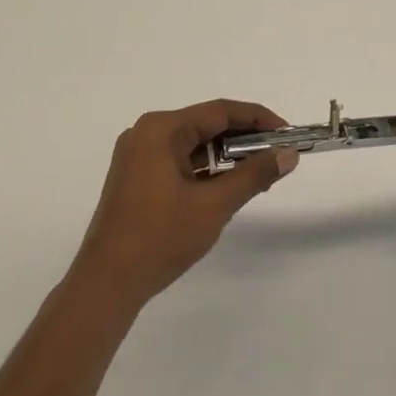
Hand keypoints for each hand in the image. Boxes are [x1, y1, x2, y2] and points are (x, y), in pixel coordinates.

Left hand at [70, 100, 296, 309]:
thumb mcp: (214, 205)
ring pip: (193, 144)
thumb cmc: (160, 238)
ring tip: (259, 174)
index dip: (258, 119)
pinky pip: (179, 161)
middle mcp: (146, 133)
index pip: (219, 111)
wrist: (106, 284)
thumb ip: (254, 175)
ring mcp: (138, 155)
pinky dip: (205, 170)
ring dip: (226, 157)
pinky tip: (228, 186)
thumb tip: (289, 155)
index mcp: (160, 129)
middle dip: (244, 140)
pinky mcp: (136, 177)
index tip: (288, 134)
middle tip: (278, 156)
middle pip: (205, 125)